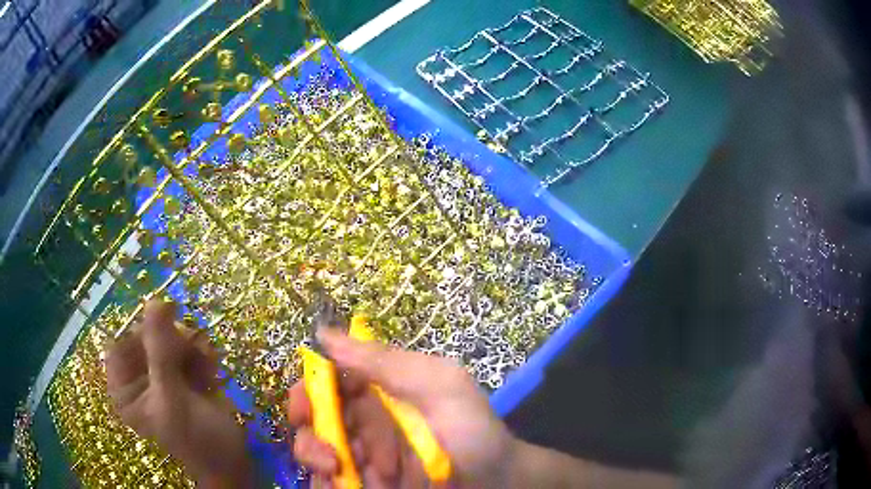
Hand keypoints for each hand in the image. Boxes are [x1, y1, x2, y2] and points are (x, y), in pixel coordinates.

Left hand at [105, 299, 251, 487]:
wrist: (233, 463)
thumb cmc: (197, 440)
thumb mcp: (173, 398)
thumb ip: (160, 351)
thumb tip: (154, 301)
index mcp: (125, 390)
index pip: (121, 343)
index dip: (140, 331)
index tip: (166, 323)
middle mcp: (139, 380)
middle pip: (146, 339)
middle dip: (172, 341)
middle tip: (193, 347)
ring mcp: (161, 377)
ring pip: (168, 341)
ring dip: (191, 347)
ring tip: (207, 362)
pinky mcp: (182, 377)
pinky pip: (186, 350)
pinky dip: (200, 354)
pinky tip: (212, 369)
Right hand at [287, 328, 517, 487]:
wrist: (496, 478)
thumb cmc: (473, 428)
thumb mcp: (440, 384)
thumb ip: (386, 361)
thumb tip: (325, 333)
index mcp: (377, 392)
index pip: (327, 384)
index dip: (308, 392)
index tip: (304, 409)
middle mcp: (363, 423)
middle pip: (314, 422)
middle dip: (310, 436)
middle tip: (329, 455)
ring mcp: (363, 457)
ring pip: (317, 454)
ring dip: (318, 462)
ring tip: (341, 473)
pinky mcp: (366, 482)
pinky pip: (333, 481)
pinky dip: (327, 484)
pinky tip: (341, 486)